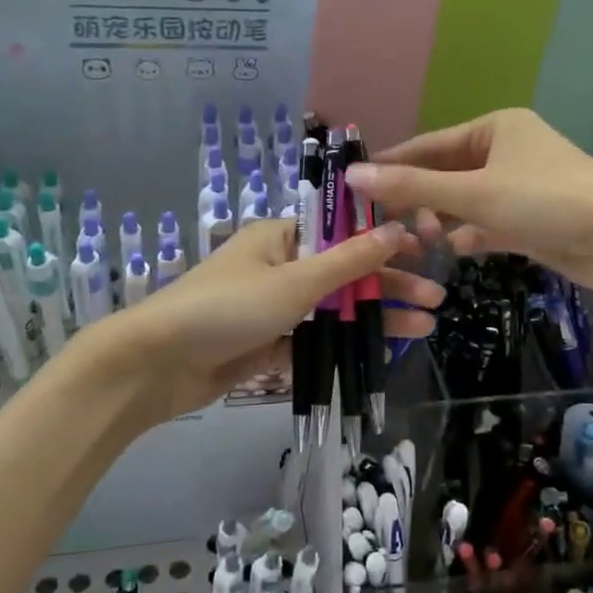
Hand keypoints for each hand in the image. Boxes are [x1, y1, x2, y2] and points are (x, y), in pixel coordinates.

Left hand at [101, 219, 442, 425]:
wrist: (157, 364)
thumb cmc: (227, 308)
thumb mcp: (293, 282)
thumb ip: (347, 260)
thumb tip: (395, 228)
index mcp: (280, 236)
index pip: (342, 232)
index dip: (384, 240)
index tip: (423, 250)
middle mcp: (279, 265)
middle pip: (344, 273)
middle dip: (388, 285)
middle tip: (435, 299)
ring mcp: (273, 306)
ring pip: (333, 308)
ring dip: (374, 317)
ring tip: (423, 327)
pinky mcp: (267, 343)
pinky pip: (314, 338)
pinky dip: (345, 343)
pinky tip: (381, 351)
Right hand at [345, 107, 592, 303]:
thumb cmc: (549, 201)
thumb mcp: (476, 192)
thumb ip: (414, 186)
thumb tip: (353, 175)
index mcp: (495, 128)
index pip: (429, 144)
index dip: (393, 165)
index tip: (356, 186)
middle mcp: (506, 152)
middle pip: (445, 174)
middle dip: (419, 199)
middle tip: (386, 226)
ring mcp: (520, 187)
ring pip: (465, 202)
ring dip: (442, 220)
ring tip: (419, 243)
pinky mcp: (531, 221)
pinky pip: (487, 224)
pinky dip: (470, 236)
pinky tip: (454, 251)